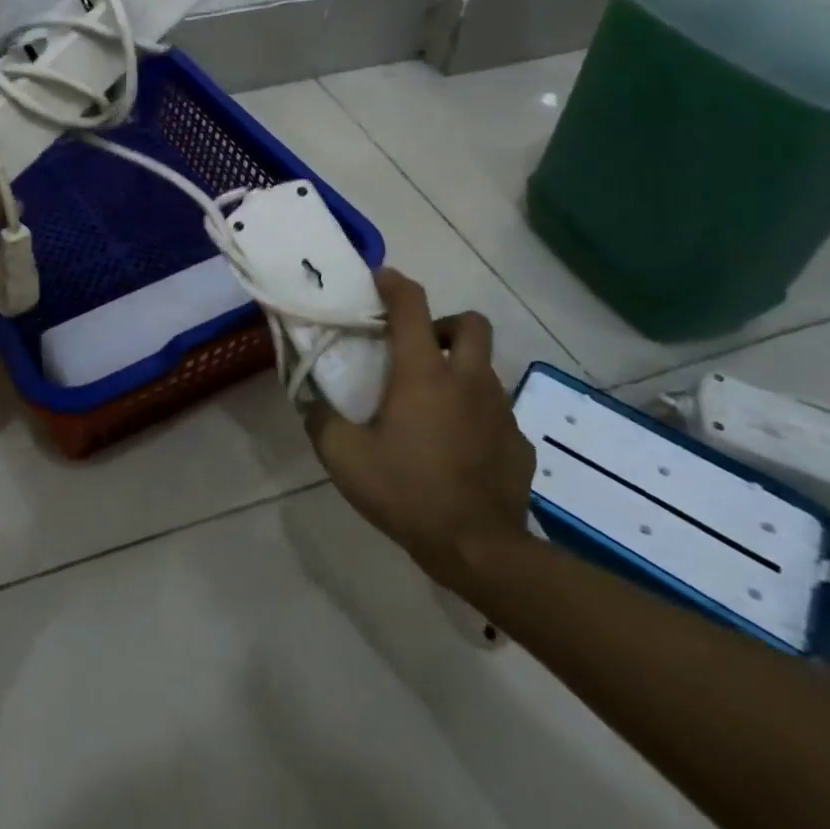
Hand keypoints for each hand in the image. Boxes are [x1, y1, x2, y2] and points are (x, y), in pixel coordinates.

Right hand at [306, 269, 534, 589]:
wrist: (479, 550)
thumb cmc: (407, 492)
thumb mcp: (344, 458)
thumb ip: (320, 420)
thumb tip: (311, 401)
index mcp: (424, 374)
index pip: (413, 306)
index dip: (395, 284)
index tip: (380, 278)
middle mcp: (468, 380)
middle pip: (471, 324)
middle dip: (445, 324)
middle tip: (420, 348)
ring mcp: (500, 411)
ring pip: (484, 369)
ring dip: (460, 371)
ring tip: (432, 405)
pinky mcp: (519, 443)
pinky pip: (496, 413)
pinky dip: (476, 415)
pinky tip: (457, 446)